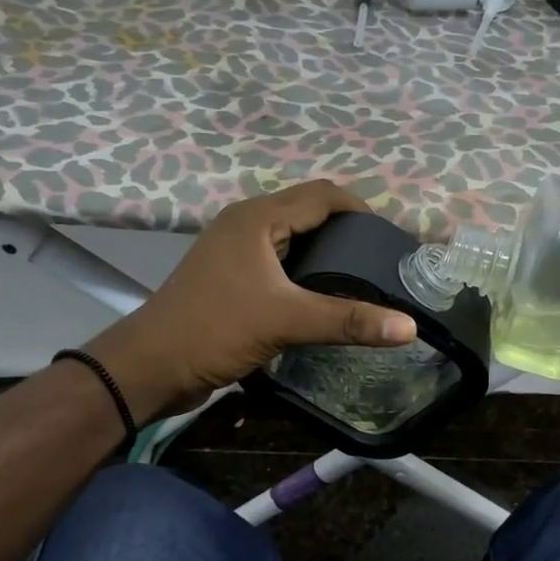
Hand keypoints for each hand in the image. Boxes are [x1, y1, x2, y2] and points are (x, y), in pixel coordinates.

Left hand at [84, 180, 417, 421]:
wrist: (150, 366)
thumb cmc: (215, 330)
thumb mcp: (286, 321)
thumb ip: (348, 320)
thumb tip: (409, 327)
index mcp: (257, 218)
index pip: (322, 194)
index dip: (361, 209)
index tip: (392, 238)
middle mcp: (245, 224)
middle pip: (307, 211)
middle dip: (346, 230)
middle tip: (382, 260)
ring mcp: (234, 250)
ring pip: (292, 237)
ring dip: (325, 250)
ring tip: (361, 277)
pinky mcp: (229, 276)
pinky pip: (278, 260)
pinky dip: (304, 269)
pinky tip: (323, 295)